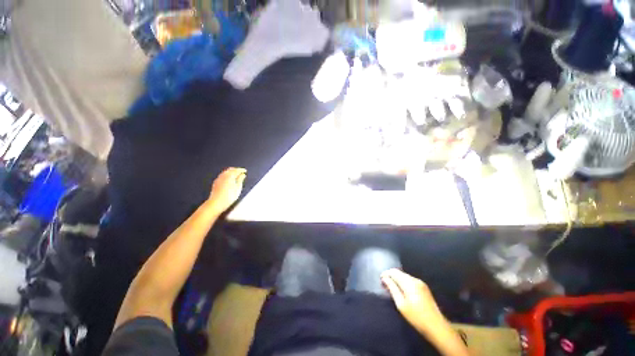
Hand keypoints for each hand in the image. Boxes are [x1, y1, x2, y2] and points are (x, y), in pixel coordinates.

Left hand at [207, 167, 246, 212]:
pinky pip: (222, 175)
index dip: (241, 170)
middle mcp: (223, 175)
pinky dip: (227, 175)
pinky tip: (229, 179)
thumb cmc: (229, 197)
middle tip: (241, 172)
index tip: (245, 171)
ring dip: (231, 172)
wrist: (216, 203)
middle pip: (230, 170)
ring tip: (236, 175)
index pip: (236, 170)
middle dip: (236, 170)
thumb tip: (243, 175)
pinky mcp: (216, 182)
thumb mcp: (238, 188)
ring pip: (225, 172)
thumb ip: (240, 180)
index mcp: (229, 176)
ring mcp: (218, 179)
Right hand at [381, 269, 446, 335]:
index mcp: (409, 282)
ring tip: (392, 288)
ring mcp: (421, 283)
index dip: (386, 274)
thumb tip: (385, 278)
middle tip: (385, 285)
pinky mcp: (424, 288)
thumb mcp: (401, 304)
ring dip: (397, 280)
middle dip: (391, 277)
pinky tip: (402, 291)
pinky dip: (403, 283)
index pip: (394, 272)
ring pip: (405, 277)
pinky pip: (410, 281)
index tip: (380, 280)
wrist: (436, 326)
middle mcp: (415, 280)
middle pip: (400, 273)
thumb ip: (392, 288)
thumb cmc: (416, 316)